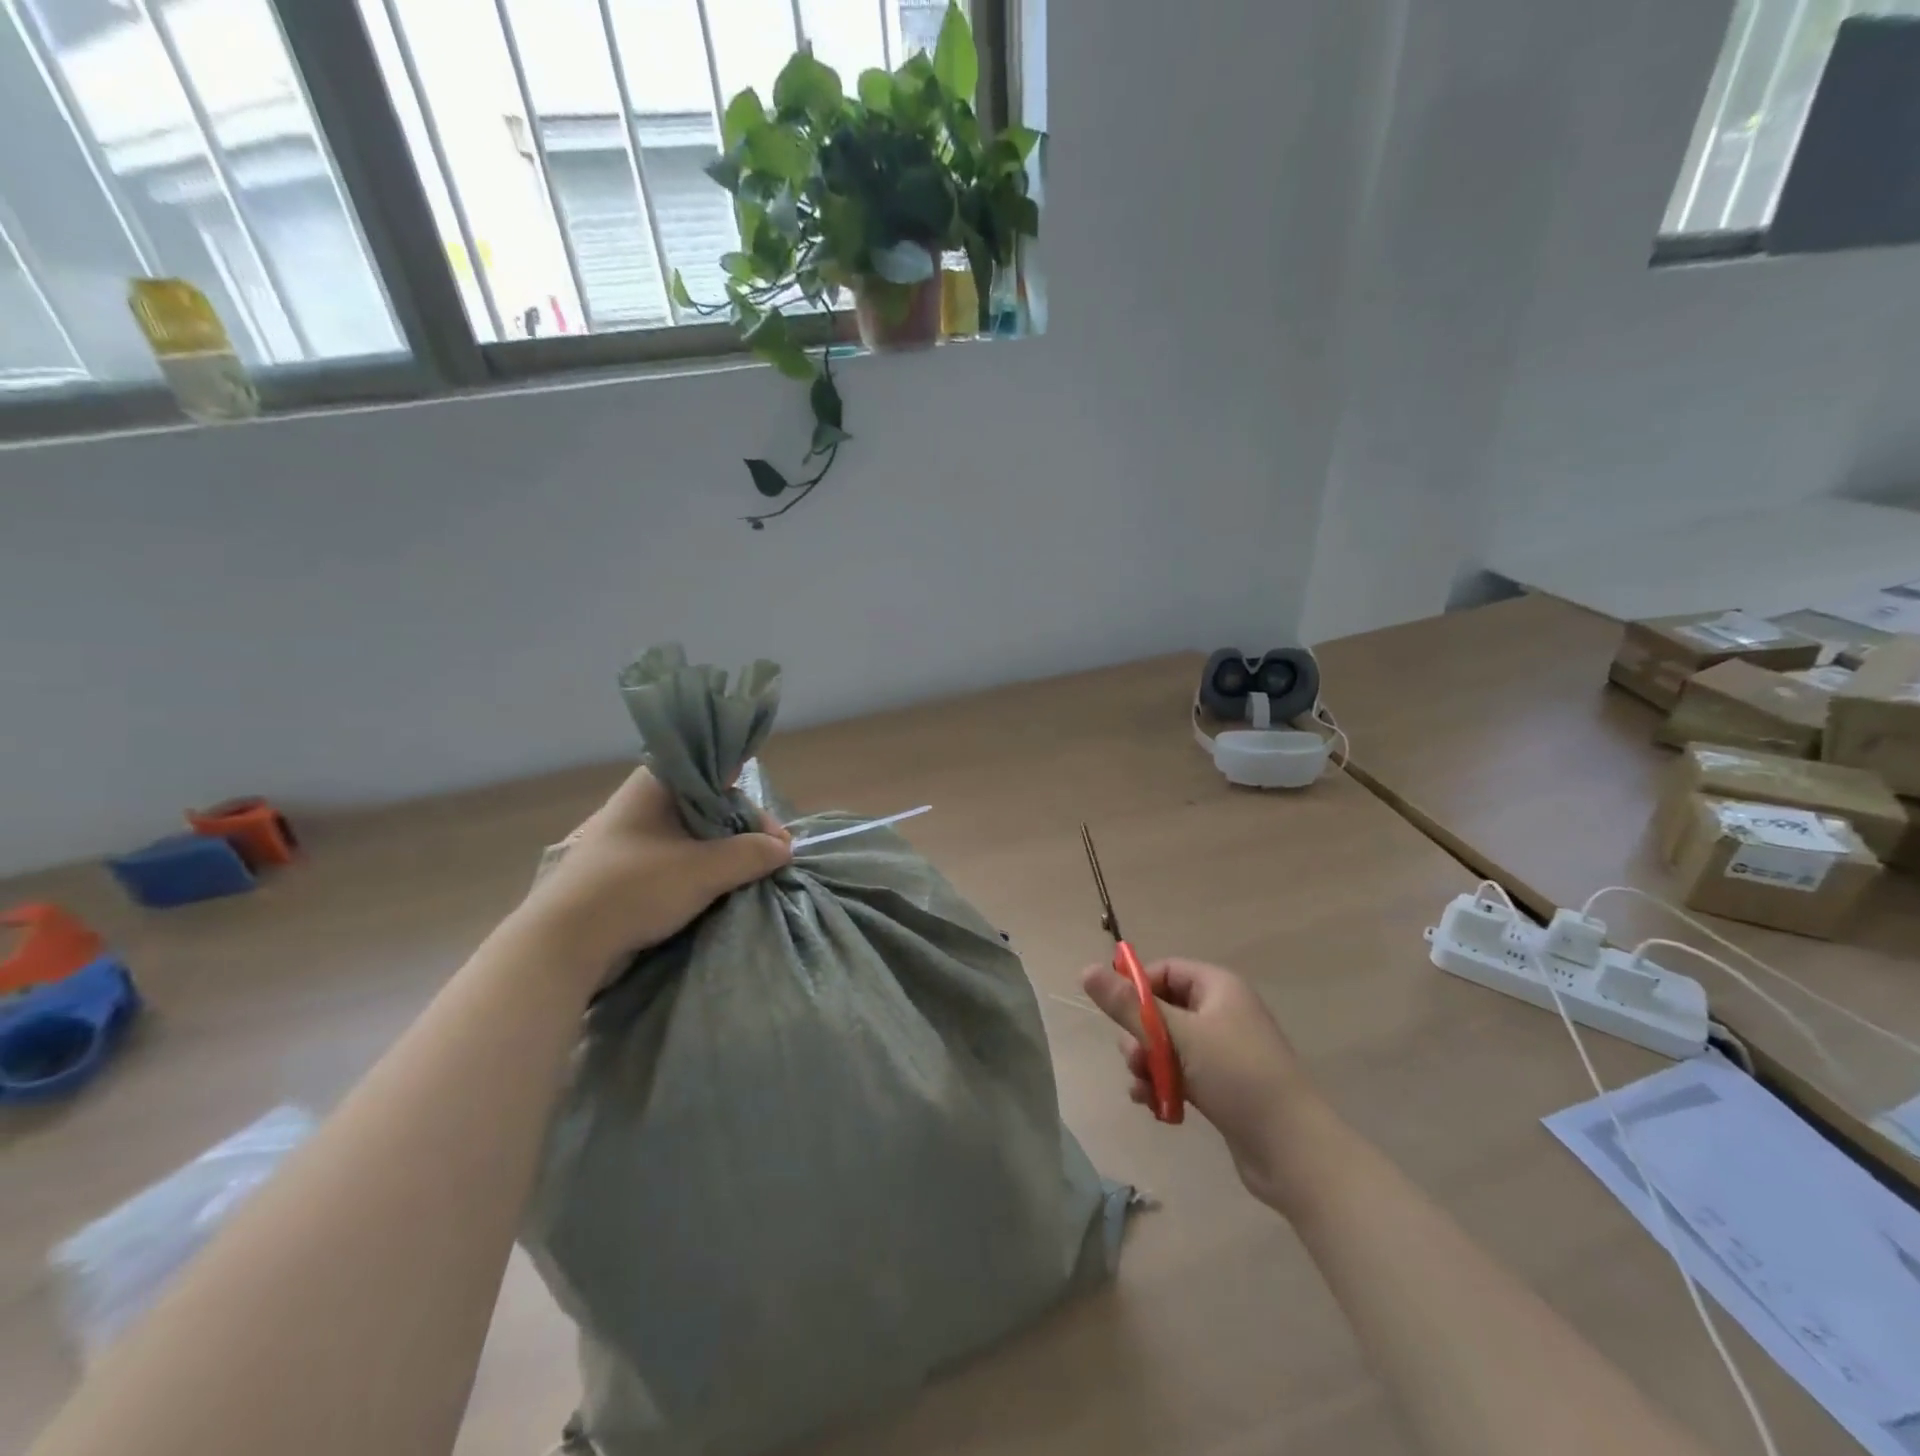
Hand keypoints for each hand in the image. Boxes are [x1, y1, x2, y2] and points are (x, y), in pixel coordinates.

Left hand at [519, 767, 791, 976]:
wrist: (563, 943)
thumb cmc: (634, 888)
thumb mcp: (704, 869)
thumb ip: (750, 854)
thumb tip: (784, 849)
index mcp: (655, 783)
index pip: (718, 776)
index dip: (751, 805)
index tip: (775, 838)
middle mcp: (643, 801)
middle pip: (709, 807)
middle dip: (742, 833)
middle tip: (769, 862)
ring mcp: (633, 836)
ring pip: (694, 836)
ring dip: (723, 855)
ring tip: (751, 878)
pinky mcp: (627, 868)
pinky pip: (677, 859)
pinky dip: (702, 871)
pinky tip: (720, 889)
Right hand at [1080, 957, 1326, 1210]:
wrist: (1292, 1150)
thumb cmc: (1236, 1077)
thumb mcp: (1176, 1036)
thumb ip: (1128, 1006)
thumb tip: (1084, 970)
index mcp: (1218, 987)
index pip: (1164, 971)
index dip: (1137, 989)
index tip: (1116, 1014)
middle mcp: (1222, 1011)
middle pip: (1162, 1010)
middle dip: (1140, 1036)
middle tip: (1134, 1060)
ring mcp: (1223, 1050)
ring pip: (1167, 1045)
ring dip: (1148, 1064)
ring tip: (1144, 1089)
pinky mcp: (1222, 1084)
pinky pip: (1180, 1072)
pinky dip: (1163, 1084)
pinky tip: (1153, 1105)